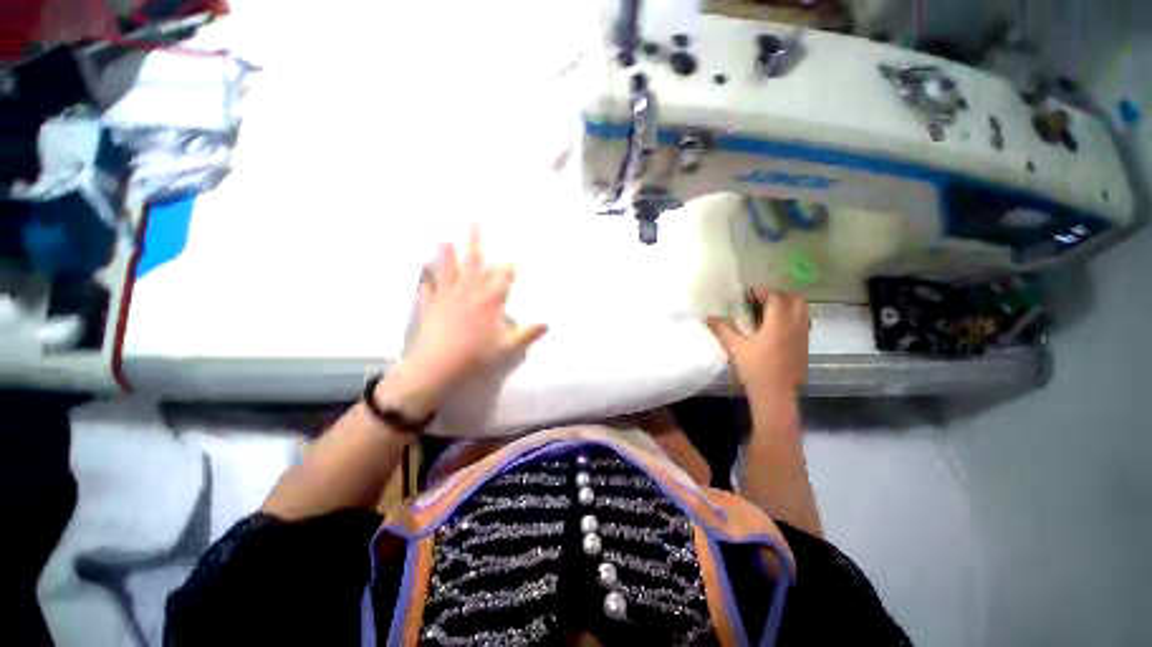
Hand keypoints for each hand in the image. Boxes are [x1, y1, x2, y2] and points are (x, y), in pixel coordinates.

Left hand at [386, 229, 547, 414]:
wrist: (437, 366)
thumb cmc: (476, 354)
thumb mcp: (507, 347)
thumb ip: (527, 333)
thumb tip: (547, 324)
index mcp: (489, 300)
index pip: (503, 277)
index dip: (509, 267)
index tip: (513, 258)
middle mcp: (468, 292)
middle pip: (473, 262)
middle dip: (475, 242)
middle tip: (473, 222)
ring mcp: (446, 297)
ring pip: (447, 270)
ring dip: (446, 254)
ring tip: (444, 238)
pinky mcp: (429, 307)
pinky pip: (427, 290)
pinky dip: (426, 281)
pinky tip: (423, 275)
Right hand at [706, 290, 809, 395]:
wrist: (776, 393)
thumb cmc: (755, 369)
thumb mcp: (735, 347)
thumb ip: (722, 329)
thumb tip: (708, 317)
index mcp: (778, 323)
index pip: (776, 297)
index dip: (763, 292)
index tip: (750, 294)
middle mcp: (795, 325)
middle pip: (796, 299)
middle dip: (780, 294)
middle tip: (762, 300)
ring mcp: (803, 335)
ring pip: (803, 310)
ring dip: (789, 304)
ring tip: (771, 311)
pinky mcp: (805, 345)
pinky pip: (804, 322)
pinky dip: (793, 317)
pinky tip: (778, 328)